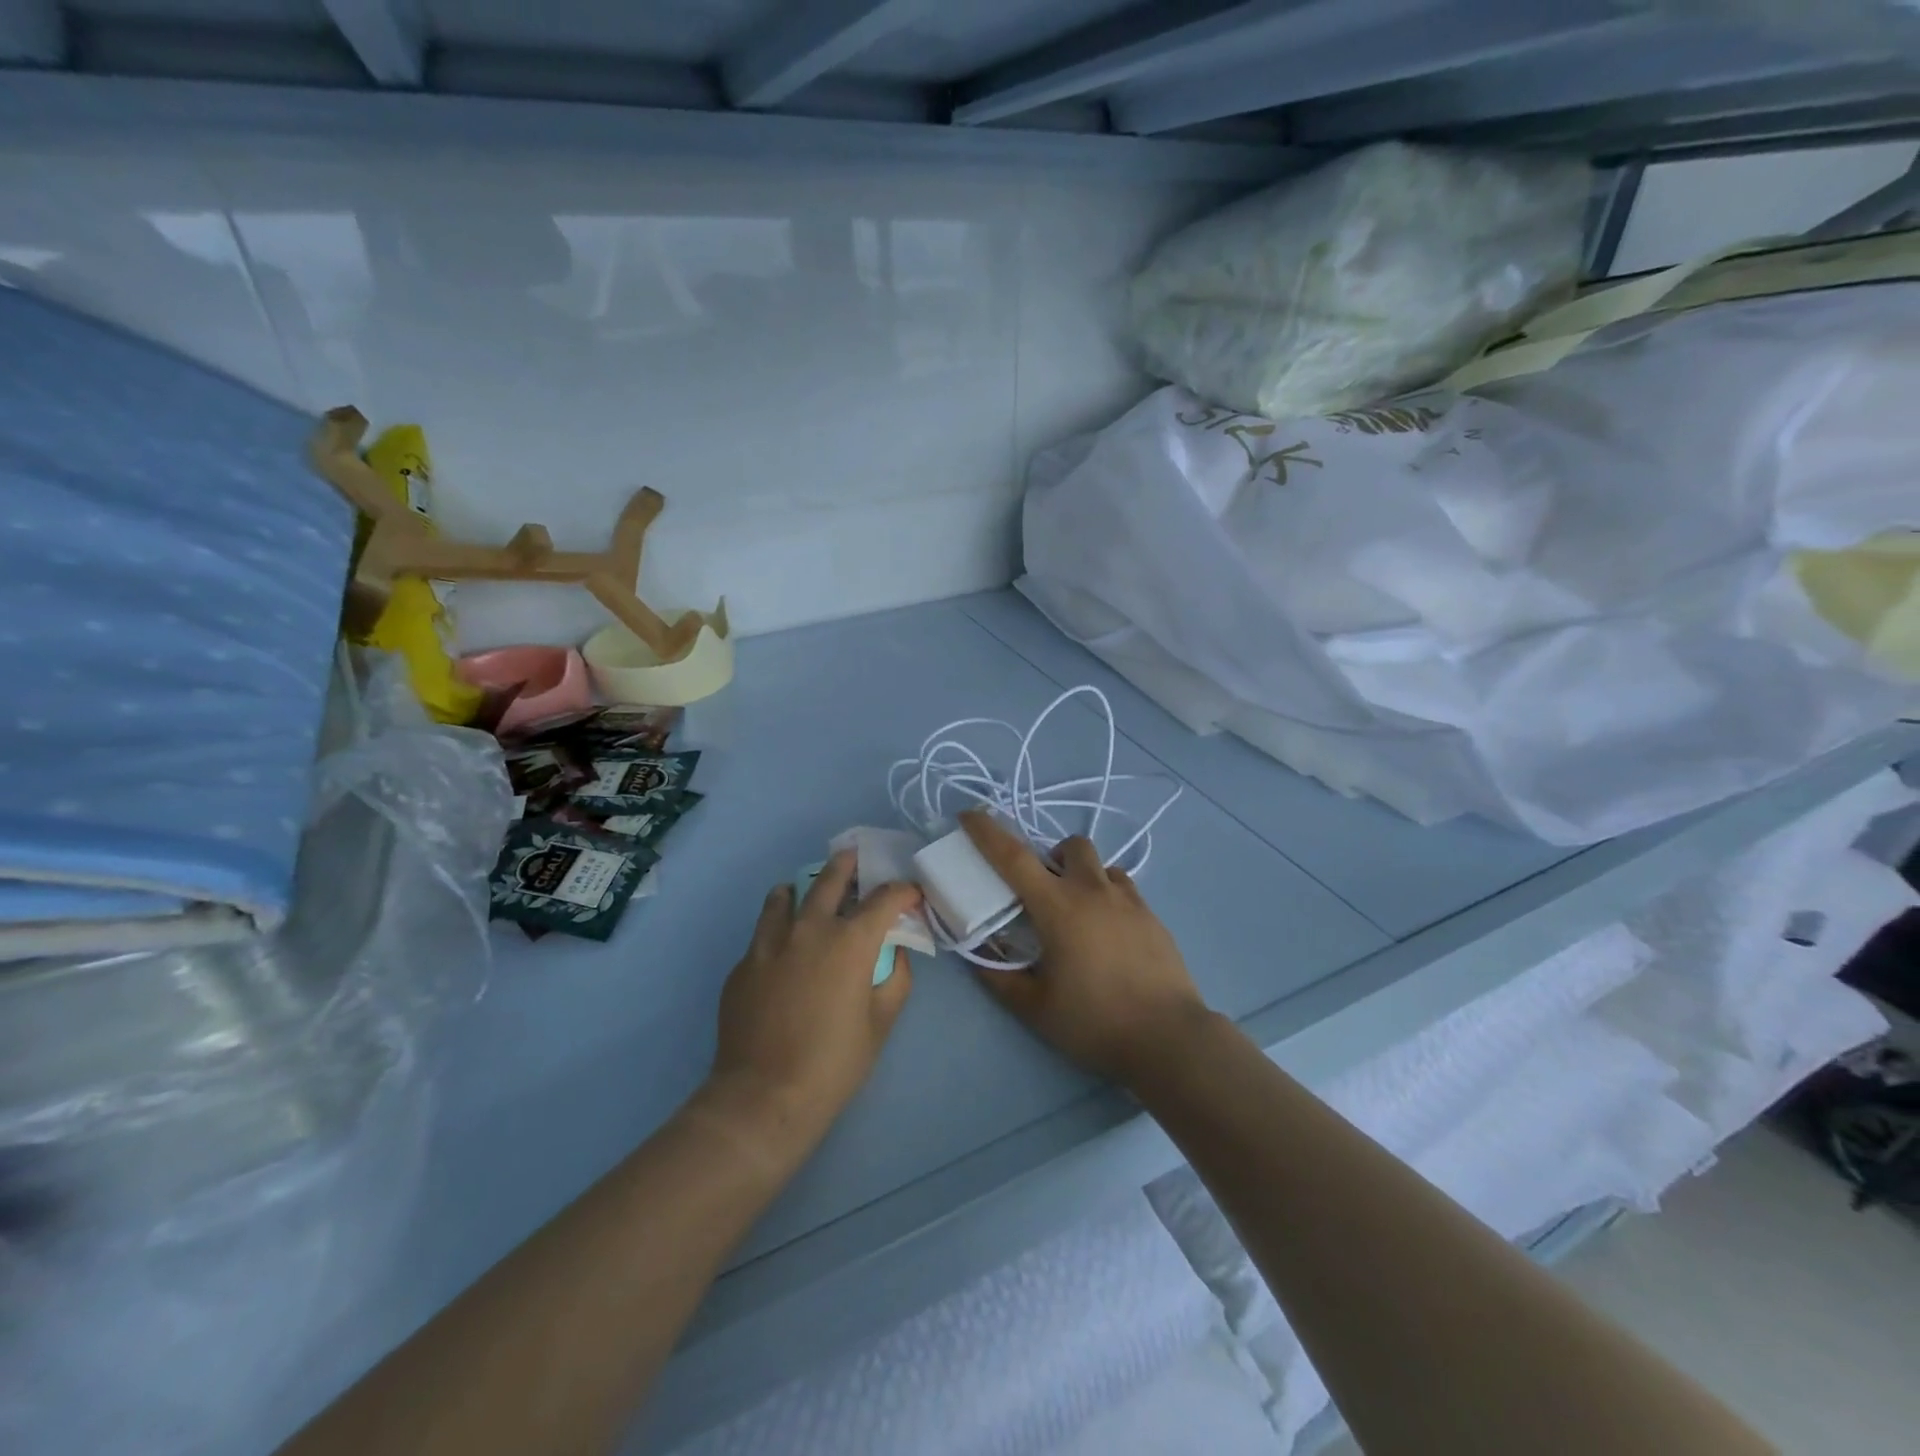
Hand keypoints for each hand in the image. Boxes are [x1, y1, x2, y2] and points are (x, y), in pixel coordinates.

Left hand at [708, 851, 918, 1147]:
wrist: (763, 1097)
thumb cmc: (835, 1062)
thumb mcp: (882, 1021)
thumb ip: (896, 977)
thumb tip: (894, 952)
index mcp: (850, 941)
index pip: (884, 899)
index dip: (903, 891)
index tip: (911, 894)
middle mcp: (809, 929)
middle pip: (830, 879)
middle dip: (848, 864)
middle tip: (855, 858)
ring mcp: (769, 943)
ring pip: (784, 896)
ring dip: (802, 889)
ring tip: (806, 893)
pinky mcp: (743, 964)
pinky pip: (763, 932)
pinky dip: (778, 928)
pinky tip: (782, 950)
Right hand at [960, 810, 1210, 1086]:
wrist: (1169, 1039)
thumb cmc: (1094, 1022)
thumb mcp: (1034, 1007)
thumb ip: (999, 978)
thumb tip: (976, 955)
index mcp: (1058, 907)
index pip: (1014, 857)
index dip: (988, 832)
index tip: (969, 815)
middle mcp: (1094, 892)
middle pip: (1071, 846)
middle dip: (1051, 856)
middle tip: (1042, 891)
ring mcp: (1130, 902)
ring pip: (1102, 866)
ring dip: (1083, 876)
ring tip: (1078, 913)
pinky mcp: (1154, 918)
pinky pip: (1124, 890)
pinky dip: (1107, 897)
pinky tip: (1108, 934)